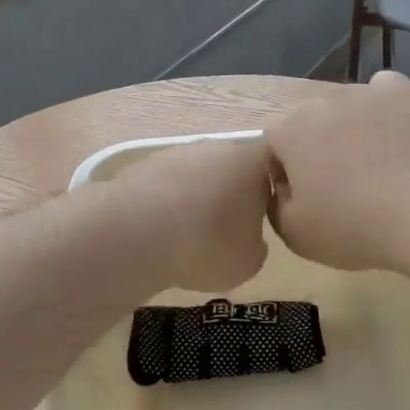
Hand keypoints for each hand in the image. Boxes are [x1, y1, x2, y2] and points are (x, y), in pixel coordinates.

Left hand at [118, 138, 272, 290]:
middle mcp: (217, 147)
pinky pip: (166, 189)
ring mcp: (177, 152)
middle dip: (230, 198)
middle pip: (232, 171)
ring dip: (197, 202)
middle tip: (226, 234)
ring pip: (197, 178)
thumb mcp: (249, 262)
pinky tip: (161, 234)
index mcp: (253, 161)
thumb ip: (257, 246)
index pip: (273, 169)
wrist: (136, 232)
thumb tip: (249, 240)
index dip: (269, 195)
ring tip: (189, 239)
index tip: (263, 222)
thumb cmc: (207, 244)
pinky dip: (167, 207)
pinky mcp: (143, 165)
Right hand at [266, 73, 409, 271]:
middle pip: (311, 120)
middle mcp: (323, 101)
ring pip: (349, 107)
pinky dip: (387, 110)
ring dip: (352, 129)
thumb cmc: (354, 227)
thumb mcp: (295, 234)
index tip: (303, 192)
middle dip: (318, 145)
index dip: (284, 165)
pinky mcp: (407, 93)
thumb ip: (276, 203)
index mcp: (290, 131)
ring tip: (377, 163)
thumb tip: (282, 186)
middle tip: (340, 182)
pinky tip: (398, 136)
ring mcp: (367, 92)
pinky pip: (386, 93)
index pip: (273, 138)